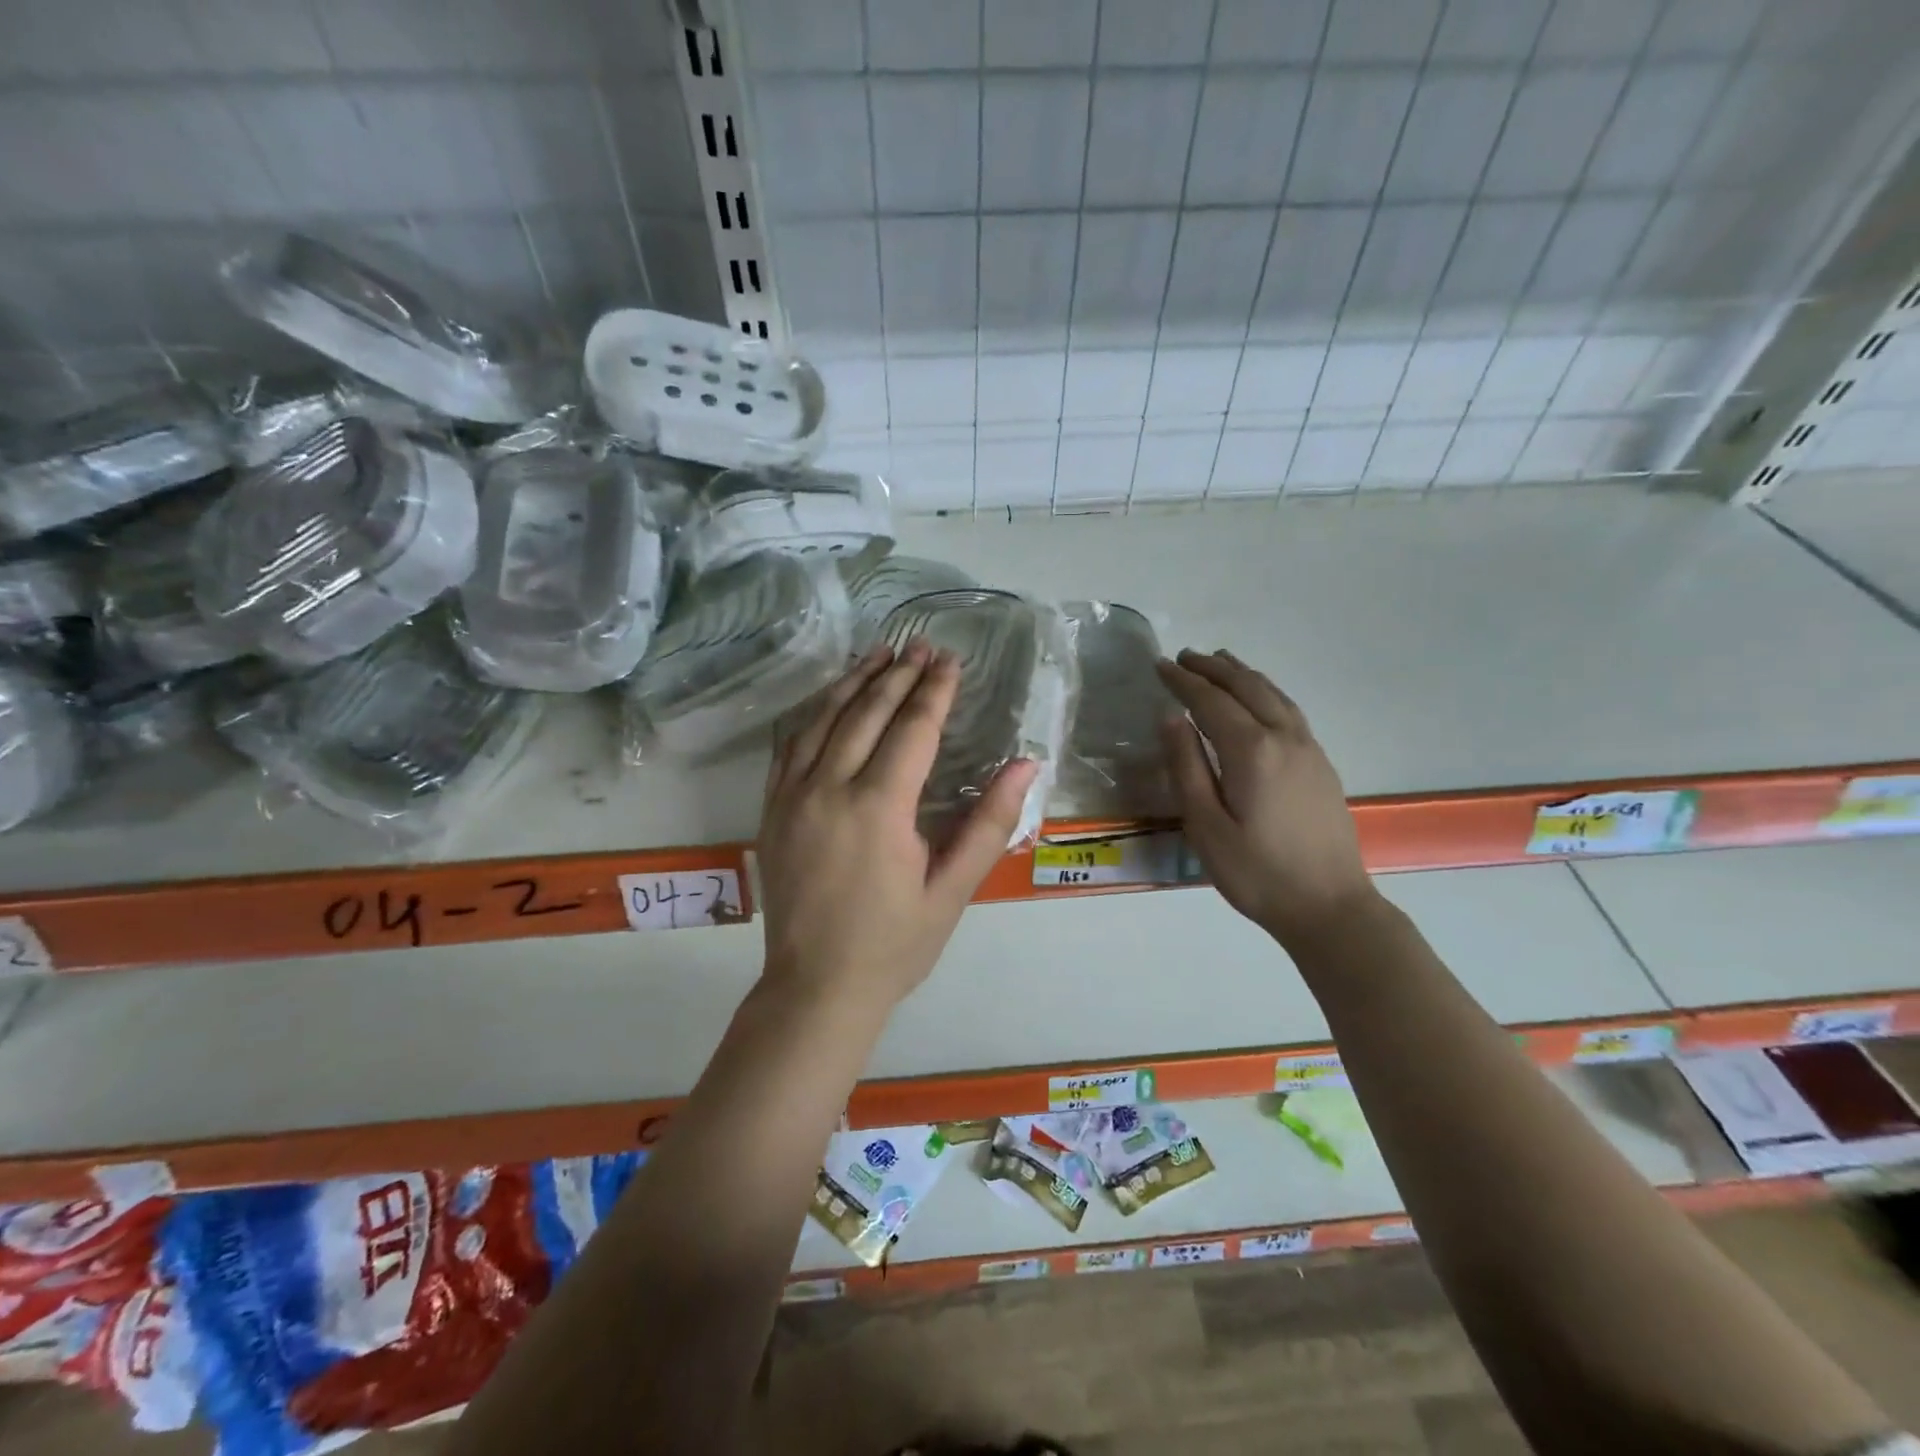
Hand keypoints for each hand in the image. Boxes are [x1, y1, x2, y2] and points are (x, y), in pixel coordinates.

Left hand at [758, 640, 1038, 1010]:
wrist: (815, 988)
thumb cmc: (894, 944)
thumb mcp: (952, 890)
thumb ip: (989, 824)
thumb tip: (1025, 765)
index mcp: (879, 808)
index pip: (912, 730)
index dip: (934, 691)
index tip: (951, 660)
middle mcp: (829, 788)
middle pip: (867, 713)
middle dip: (897, 675)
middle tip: (920, 645)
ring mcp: (793, 797)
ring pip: (823, 720)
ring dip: (853, 683)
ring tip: (878, 653)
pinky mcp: (772, 810)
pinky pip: (790, 746)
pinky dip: (813, 714)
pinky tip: (829, 699)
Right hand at [1156, 649, 1376, 947]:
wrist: (1329, 906)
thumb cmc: (1256, 872)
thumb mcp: (1205, 825)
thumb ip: (1186, 766)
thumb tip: (1171, 717)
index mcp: (1251, 751)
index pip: (1210, 701)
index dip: (1183, 681)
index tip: (1159, 665)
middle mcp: (1283, 738)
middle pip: (1246, 687)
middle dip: (1212, 668)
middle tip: (1183, 657)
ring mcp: (1309, 748)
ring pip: (1273, 694)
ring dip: (1242, 674)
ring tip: (1219, 662)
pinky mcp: (1321, 763)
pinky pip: (1289, 709)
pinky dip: (1266, 691)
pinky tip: (1259, 698)